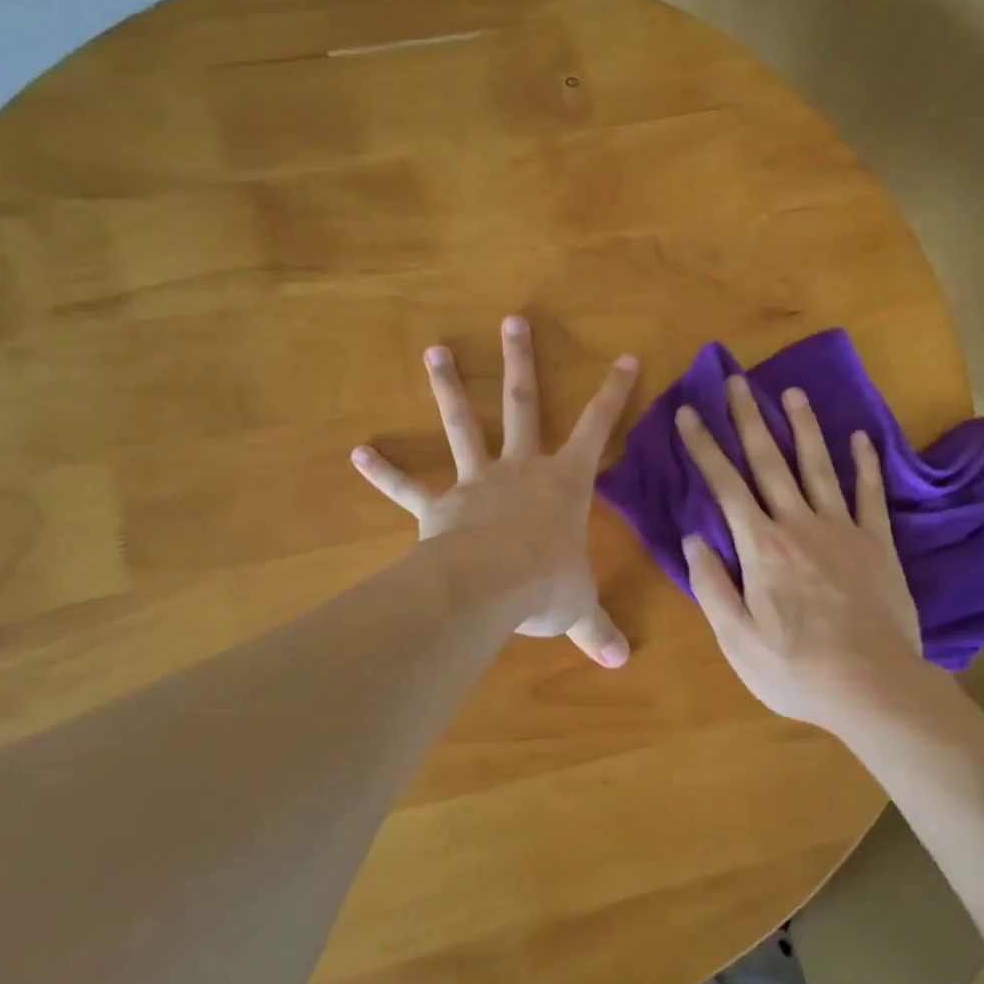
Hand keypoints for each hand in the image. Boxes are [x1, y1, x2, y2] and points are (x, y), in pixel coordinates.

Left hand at [351, 316, 638, 666]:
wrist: (489, 588)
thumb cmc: (546, 584)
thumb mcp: (578, 606)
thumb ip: (598, 629)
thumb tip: (622, 663)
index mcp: (565, 482)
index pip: (598, 427)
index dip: (614, 393)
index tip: (626, 357)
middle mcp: (521, 468)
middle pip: (522, 404)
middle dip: (520, 362)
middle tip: (512, 320)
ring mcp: (476, 482)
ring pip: (463, 424)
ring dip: (448, 388)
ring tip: (434, 351)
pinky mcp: (438, 506)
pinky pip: (407, 487)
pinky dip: (383, 471)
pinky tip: (357, 453)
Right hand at [676, 376, 928, 729]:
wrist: (874, 686)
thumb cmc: (796, 669)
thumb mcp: (737, 639)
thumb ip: (711, 585)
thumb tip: (692, 538)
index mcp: (761, 547)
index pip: (725, 486)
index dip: (704, 447)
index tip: (688, 412)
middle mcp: (800, 525)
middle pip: (770, 462)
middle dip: (749, 419)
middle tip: (736, 380)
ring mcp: (843, 529)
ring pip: (819, 467)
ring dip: (804, 427)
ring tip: (792, 392)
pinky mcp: (877, 543)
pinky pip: (870, 494)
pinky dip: (866, 464)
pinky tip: (861, 437)